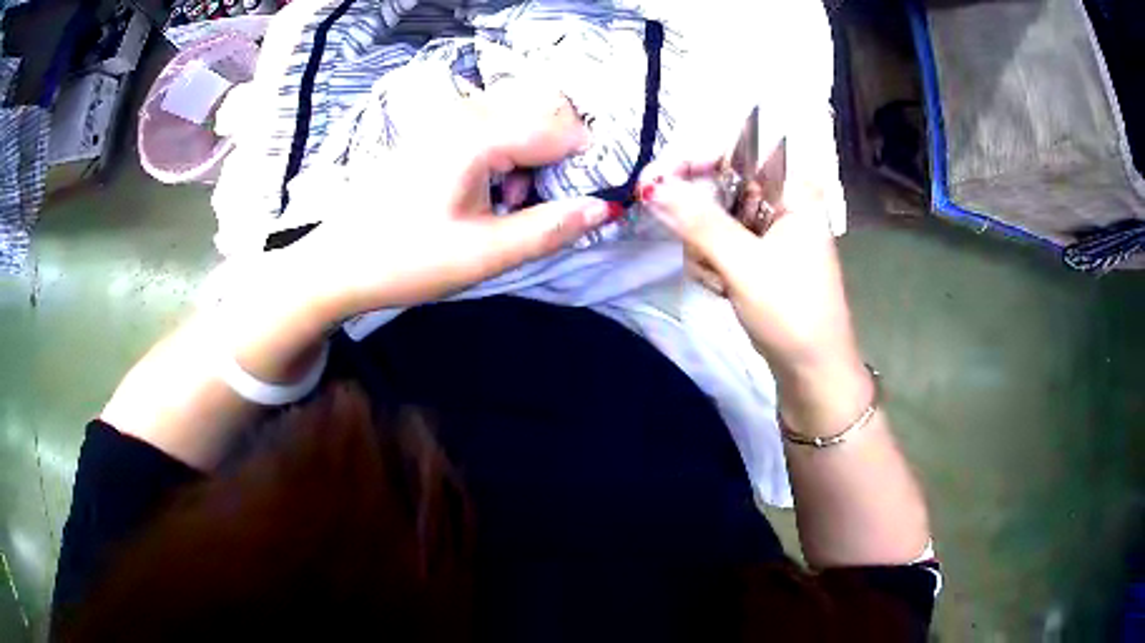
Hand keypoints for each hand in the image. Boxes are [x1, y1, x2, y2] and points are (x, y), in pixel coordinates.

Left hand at [289, 77, 617, 320]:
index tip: (579, 204)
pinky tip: (485, 190)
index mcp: (479, 135)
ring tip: (506, 203)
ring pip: (523, 117)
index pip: (564, 130)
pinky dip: (508, 154)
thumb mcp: (485, 254)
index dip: (585, 165)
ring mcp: (450, 117)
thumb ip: (550, 228)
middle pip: (547, 113)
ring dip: (532, 156)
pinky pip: (496, 125)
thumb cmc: (407, 259)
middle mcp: (467, 112)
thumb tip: (604, 208)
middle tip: (531, 205)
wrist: (339, 262)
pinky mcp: (440, 129)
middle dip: (558, 158)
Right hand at [637, 159, 869, 434]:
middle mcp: (781, 198)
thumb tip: (651, 185)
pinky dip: (710, 263)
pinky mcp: (758, 251)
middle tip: (701, 256)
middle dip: (699, 223)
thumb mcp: (744, 265)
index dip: (689, 160)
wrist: (812, 371)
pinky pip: (717, 240)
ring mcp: (769, 226)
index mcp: (792, 188)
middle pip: (717, 183)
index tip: (650, 181)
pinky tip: (723, 288)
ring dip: (704, 250)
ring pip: (711, 215)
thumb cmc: (792, 314)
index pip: (732, 151)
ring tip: (721, 282)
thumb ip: (698, 222)